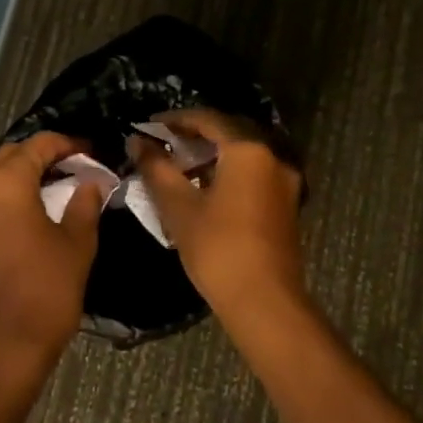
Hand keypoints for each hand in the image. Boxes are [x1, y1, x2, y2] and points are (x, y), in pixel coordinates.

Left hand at [0, 133, 104, 387]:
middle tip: (79, 165)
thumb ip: (85, 203)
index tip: (95, 152)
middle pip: (12, 155)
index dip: (69, 143)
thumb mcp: (77, 243)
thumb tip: (91, 182)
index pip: (39, 144)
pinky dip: (14, 196)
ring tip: (63, 185)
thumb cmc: (44, 291)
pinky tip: (41, 210)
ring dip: (27, 175)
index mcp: (6, 183)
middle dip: (45, 155)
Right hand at [129, 109, 306, 325]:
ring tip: (177, 168)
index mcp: (249, 150)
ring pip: (242, 155)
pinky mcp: (286, 204)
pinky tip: (203, 189)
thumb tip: (137, 142)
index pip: (208, 119)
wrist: (266, 303)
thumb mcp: (179, 207)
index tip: (150, 126)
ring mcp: (284, 181)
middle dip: (193, 137)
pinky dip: (227, 172)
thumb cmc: (219, 249)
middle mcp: (272, 157)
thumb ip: (157, 169)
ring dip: (210, 156)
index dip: (176, 120)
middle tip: (162, 145)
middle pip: (228, 133)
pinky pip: (252, 174)